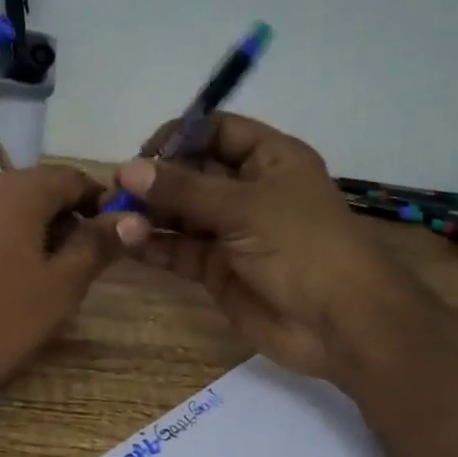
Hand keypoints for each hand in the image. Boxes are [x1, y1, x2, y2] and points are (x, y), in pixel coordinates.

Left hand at [0, 164, 123, 418]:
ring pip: (13, 206)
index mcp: (18, 189)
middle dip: (69, 217)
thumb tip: (129, 218)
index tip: (116, 235)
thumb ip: (97, 244)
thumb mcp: (62, 285)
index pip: (72, 177)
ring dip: (40, 229)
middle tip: (87, 261)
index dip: (100, 201)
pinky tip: (13, 278)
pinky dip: (10, 239)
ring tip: (53, 274)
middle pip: (40, 188)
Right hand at [112, 114, 435, 385]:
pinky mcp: (218, 269)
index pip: (218, 131)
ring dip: (150, 213)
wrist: (341, 325)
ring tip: (115, 215)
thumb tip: (126, 170)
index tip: (144, 153)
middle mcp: (250, 190)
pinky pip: (180, 249)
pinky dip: (154, 245)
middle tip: (117, 188)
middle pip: (194, 172)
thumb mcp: (244, 208)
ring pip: (182, 212)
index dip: (182, 136)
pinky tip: (128, 241)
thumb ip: (183, 190)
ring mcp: (233, 231)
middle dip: (157, 178)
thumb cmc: (302, 247)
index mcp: (270, 160)